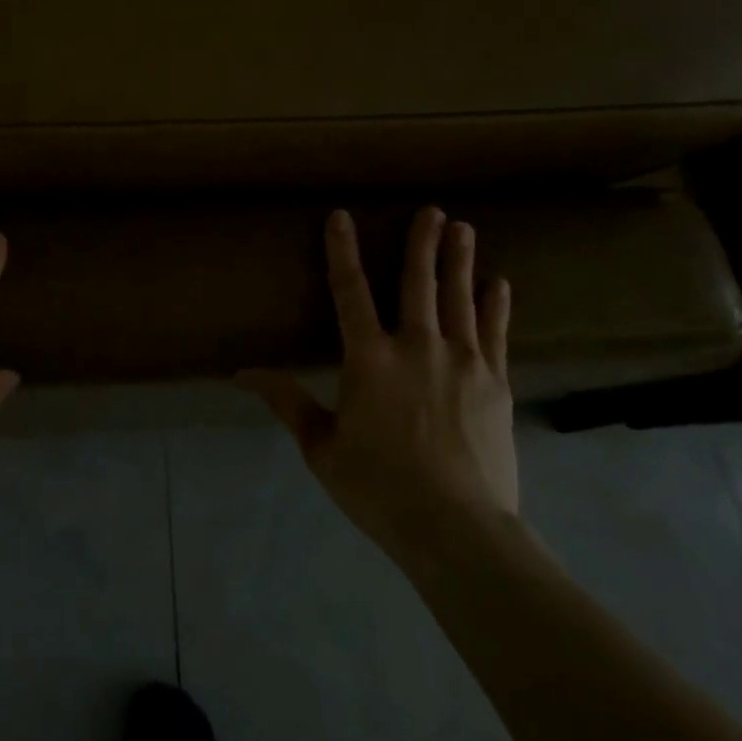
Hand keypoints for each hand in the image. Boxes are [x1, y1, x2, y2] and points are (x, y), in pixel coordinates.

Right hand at [239, 207, 516, 565]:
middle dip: (423, 242)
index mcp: (368, 358)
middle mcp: (416, 346)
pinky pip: (496, 334)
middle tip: (432, 210)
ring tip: (464, 228)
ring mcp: (462, 361)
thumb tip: (241, 373)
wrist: (458, 530)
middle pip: (418, 282)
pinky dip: (496, 306)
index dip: (342, 250)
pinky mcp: (495, 383)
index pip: (349, 290)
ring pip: (458, 298)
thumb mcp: (321, 447)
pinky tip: (500, 283)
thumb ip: (287, 401)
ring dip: (459, 261)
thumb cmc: (379, 487)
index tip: (341, 215)